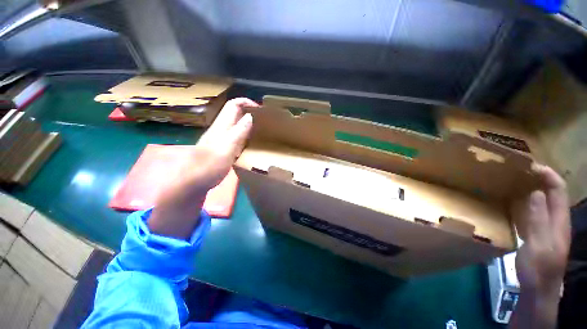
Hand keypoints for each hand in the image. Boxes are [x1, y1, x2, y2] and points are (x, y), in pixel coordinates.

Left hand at [148, 98, 257, 238]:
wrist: (193, 182)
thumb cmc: (209, 166)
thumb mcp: (227, 148)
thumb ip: (239, 132)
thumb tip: (250, 116)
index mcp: (222, 126)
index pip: (234, 105)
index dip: (246, 102)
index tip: (261, 109)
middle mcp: (221, 129)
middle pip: (235, 113)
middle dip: (249, 111)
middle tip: (264, 120)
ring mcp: (220, 138)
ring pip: (236, 124)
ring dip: (248, 123)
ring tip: (260, 129)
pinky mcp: (221, 147)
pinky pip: (236, 135)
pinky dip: (245, 134)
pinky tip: (251, 142)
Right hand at [509, 163, 570, 328]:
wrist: (538, 289)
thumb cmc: (538, 268)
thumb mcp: (539, 245)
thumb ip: (539, 220)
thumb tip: (536, 193)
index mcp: (560, 222)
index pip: (559, 191)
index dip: (549, 176)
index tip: (532, 166)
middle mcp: (557, 221)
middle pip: (554, 194)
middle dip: (542, 179)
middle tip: (523, 171)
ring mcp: (549, 228)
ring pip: (546, 202)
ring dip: (536, 188)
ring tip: (519, 182)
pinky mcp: (540, 233)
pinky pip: (537, 212)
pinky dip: (530, 202)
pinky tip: (518, 202)